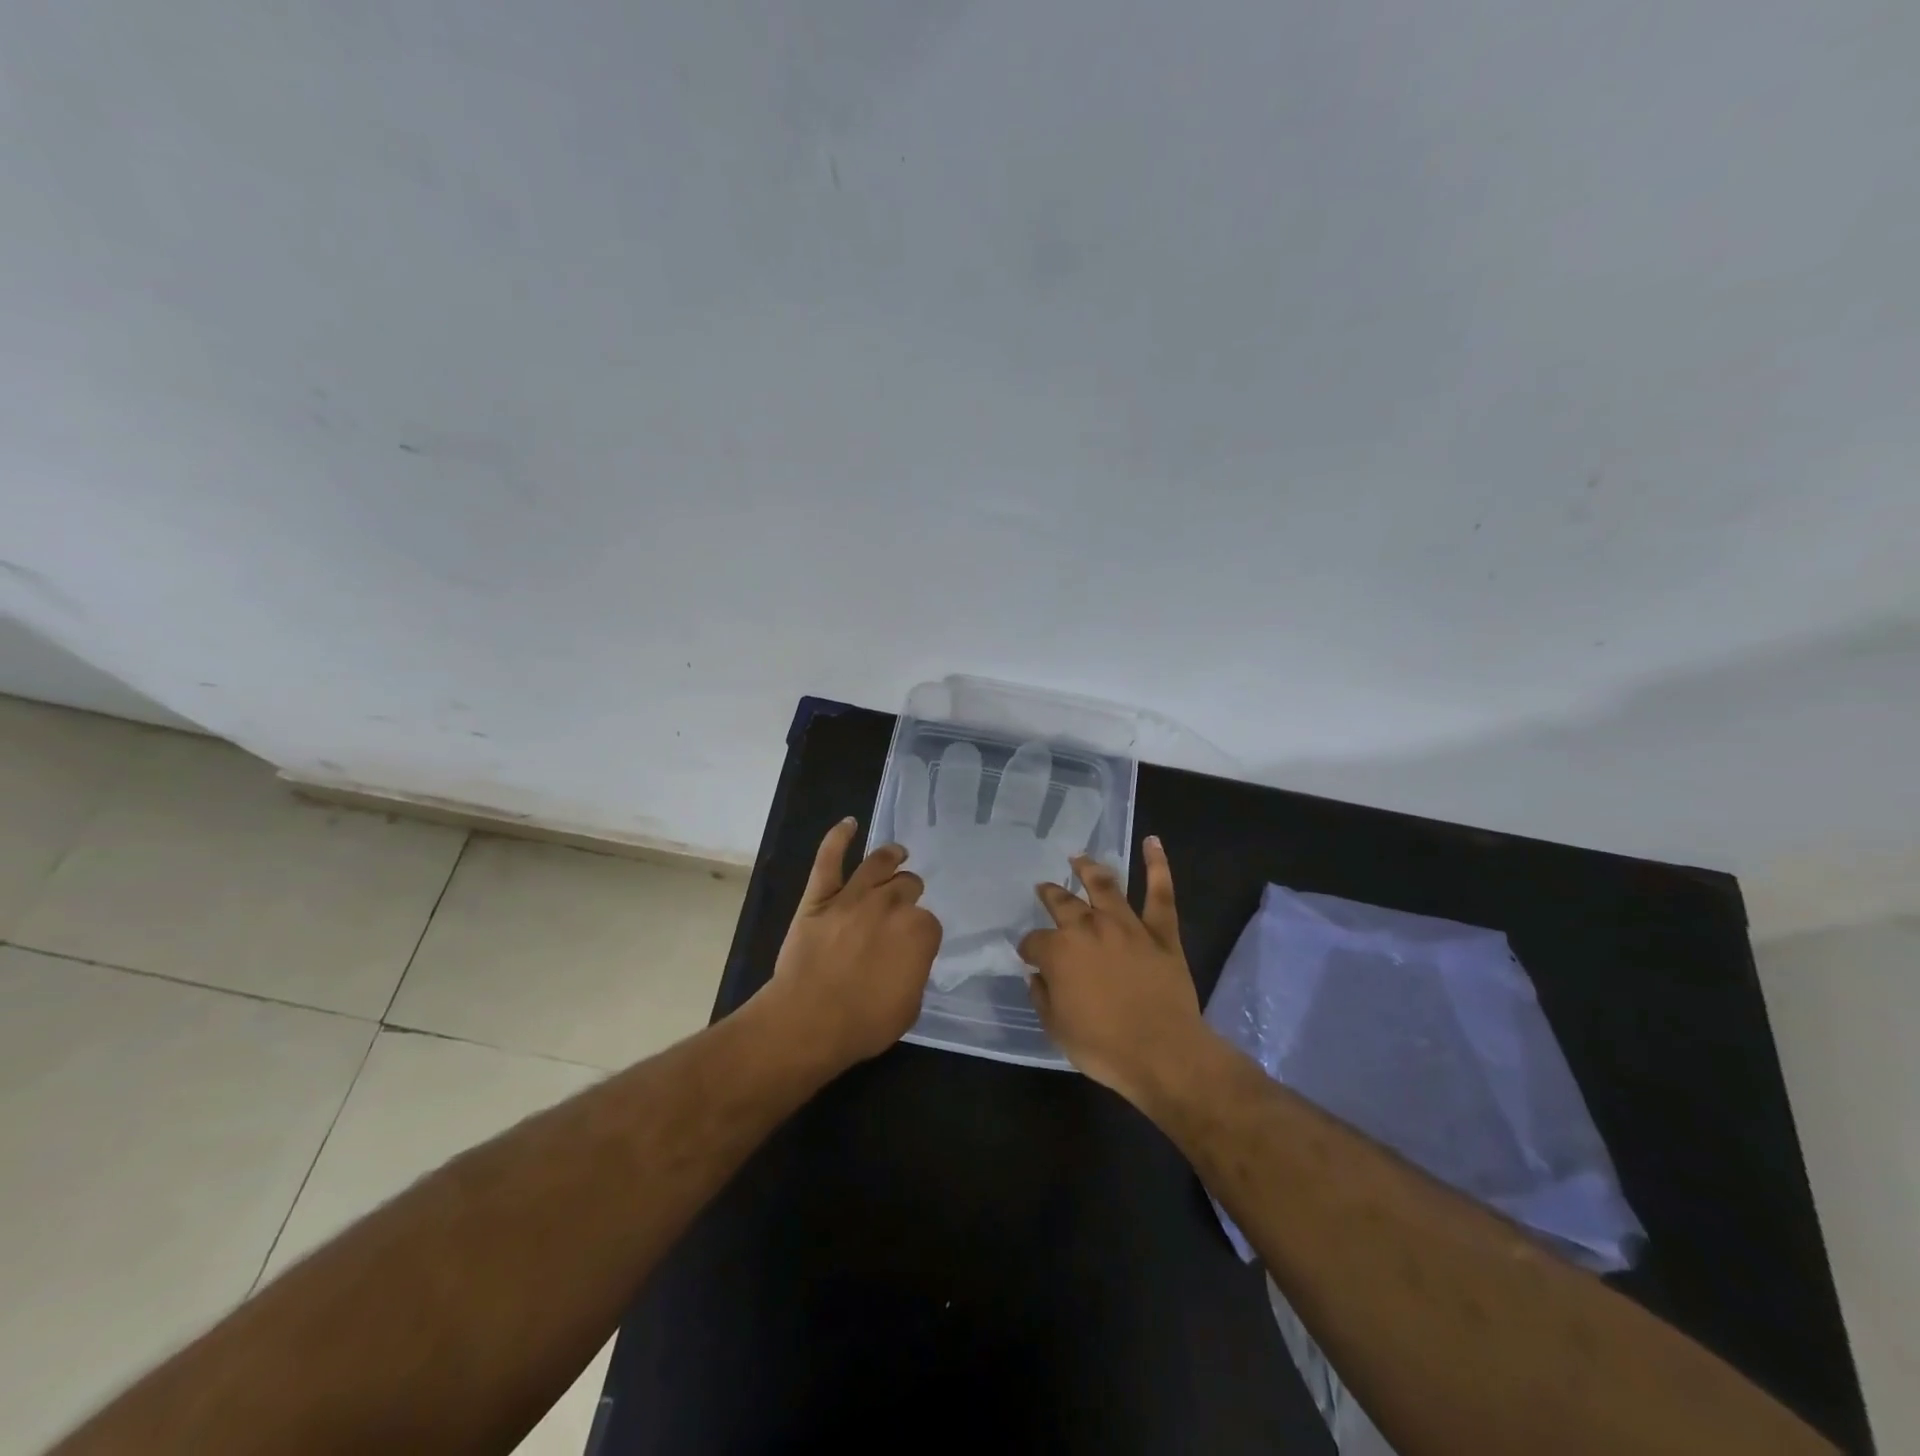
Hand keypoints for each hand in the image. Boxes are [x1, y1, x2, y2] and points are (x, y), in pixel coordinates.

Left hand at [759, 817, 941, 1071]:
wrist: (809, 1021)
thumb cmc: (864, 1023)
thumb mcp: (910, 1006)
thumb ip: (914, 971)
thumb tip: (908, 957)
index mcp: (919, 931)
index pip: (928, 922)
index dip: (920, 933)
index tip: (912, 945)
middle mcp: (891, 904)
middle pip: (907, 886)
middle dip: (908, 894)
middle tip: (902, 906)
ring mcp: (854, 896)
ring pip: (878, 864)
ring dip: (891, 856)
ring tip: (897, 853)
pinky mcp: (820, 896)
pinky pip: (829, 859)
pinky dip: (838, 837)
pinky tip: (849, 824)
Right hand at [1017, 836, 1210, 1100]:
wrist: (1162, 1052)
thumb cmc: (1103, 1046)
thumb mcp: (1056, 1029)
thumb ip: (1042, 996)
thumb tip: (1036, 975)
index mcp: (1059, 951)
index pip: (1034, 941)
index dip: (1029, 949)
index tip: (1030, 958)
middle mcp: (1088, 928)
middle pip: (1063, 903)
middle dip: (1050, 894)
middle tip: (1045, 888)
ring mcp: (1127, 925)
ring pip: (1105, 886)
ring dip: (1089, 869)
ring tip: (1079, 857)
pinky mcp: (1161, 932)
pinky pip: (1160, 893)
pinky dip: (1157, 865)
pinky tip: (1153, 842)